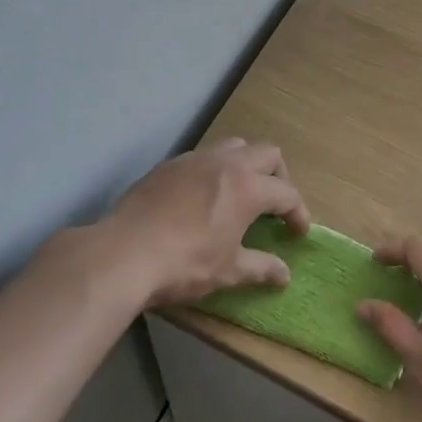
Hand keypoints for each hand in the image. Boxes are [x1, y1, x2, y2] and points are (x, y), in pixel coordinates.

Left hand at [97, 140, 309, 308]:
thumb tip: (285, 275)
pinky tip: (203, 197)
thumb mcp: (228, 271)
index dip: (298, 213)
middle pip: (267, 154)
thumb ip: (261, 268)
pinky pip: (203, 156)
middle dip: (279, 177)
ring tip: (241, 193)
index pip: (287, 193)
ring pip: (234, 146)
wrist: (123, 254)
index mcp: (248, 187)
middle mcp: (226, 163)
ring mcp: (195, 159)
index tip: (298, 232)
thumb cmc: (184, 264)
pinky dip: (215, 170)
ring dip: (247, 165)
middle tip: (274, 205)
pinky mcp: (169, 165)